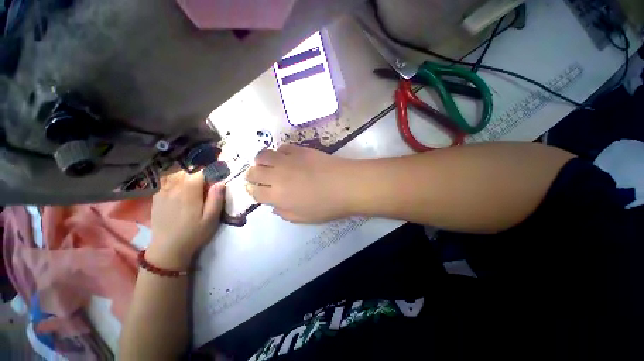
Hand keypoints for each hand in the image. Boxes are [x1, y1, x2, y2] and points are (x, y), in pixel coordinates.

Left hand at [148, 171, 224, 268]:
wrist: (167, 248)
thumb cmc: (193, 234)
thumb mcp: (211, 219)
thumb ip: (216, 199)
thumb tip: (221, 182)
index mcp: (189, 191)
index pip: (201, 172)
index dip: (211, 172)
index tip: (218, 178)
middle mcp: (174, 187)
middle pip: (188, 172)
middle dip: (200, 174)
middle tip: (207, 185)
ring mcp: (163, 191)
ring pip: (176, 174)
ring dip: (187, 176)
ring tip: (195, 186)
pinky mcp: (156, 197)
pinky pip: (166, 181)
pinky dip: (174, 179)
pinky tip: (180, 188)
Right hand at [245, 144, 355, 222]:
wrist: (346, 185)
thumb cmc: (327, 206)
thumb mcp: (303, 218)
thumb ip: (284, 213)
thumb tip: (274, 206)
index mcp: (277, 196)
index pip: (255, 192)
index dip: (252, 191)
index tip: (255, 190)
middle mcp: (277, 176)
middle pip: (254, 172)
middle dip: (251, 175)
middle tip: (257, 177)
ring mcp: (288, 160)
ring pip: (263, 155)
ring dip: (261, 161)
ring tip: (267, 164)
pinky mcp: (300, 150)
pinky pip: (282, 147)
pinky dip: (280, 152)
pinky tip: (286, 157)